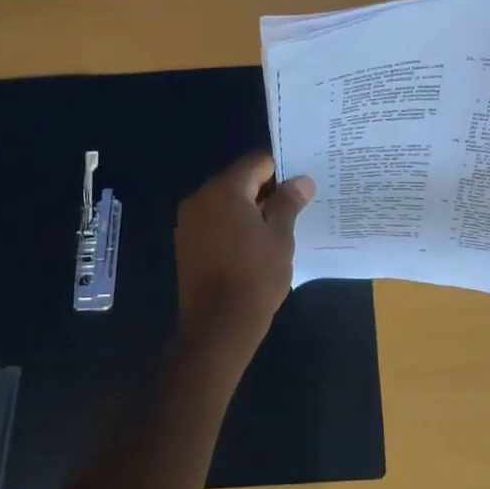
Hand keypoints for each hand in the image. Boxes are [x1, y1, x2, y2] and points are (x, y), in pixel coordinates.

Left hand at [173, 151, 314, 367]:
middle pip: (239, 180)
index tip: (302, 181)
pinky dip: (235, 224)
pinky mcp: (187, 243)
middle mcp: (200, 198)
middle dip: (267, 188)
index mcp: (224, 190)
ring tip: (280, 224)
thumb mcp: (280, 236)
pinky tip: (256, 242)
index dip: (282, 168)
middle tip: (297, 203)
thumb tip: (302, 181)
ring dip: (251, 207)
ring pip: (226, 202)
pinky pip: (215, 221)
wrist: (218, 326)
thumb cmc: (255, 276)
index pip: (257, 162)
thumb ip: (289, 202)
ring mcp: (189, 221)